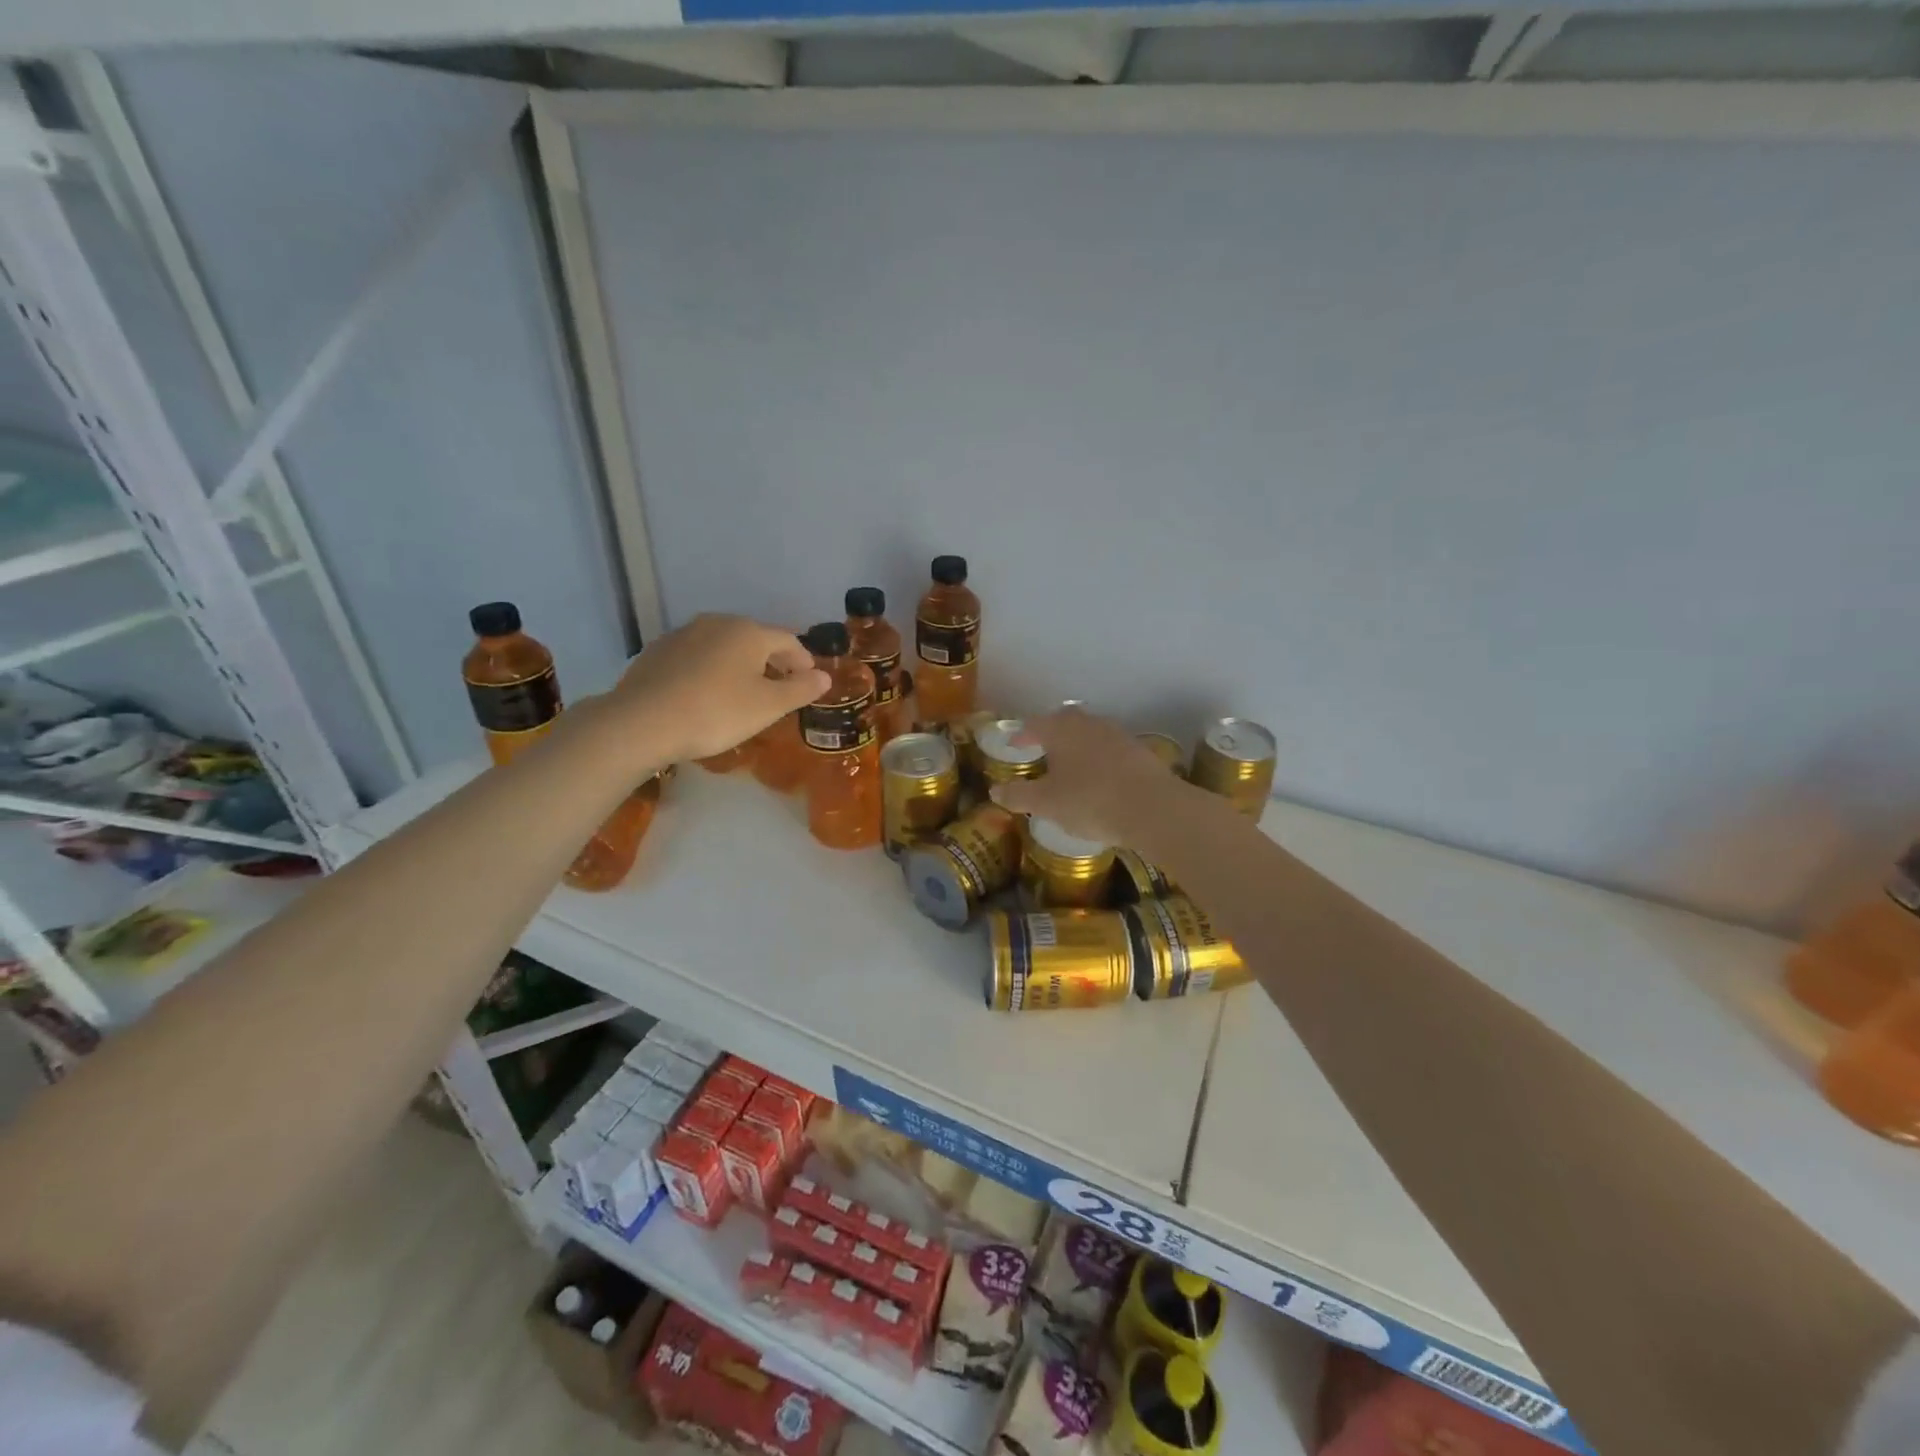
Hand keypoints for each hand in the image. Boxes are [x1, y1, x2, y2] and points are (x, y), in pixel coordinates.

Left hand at [602, 614, 827, 765]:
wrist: (642, 722)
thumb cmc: (716, 712)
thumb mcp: (768, 707)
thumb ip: (800, 689)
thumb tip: (824, 676)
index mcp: (748, 632)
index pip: (788, 640)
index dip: (804, 660)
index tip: (810, 681)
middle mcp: (717, 623)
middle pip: (755, 638)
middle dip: (772, 660)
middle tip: (780, 687)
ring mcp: (683, 634)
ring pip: (724, 645)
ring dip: (740, 664)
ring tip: (744, 691)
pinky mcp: (657, 651)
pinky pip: (697, 656)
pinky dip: (711, 669)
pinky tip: (707, 693)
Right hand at [988, 709, 1191, 846]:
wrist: (1152, 808)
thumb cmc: (1089, 801)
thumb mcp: (1047, 803)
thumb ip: (1019, 795)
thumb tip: (995, 791)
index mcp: (1061, 730)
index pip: (1035, 725)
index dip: (1022, 734)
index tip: (1014, 744)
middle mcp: (1089, 724)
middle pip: (1066, 721)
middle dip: (1052, 732)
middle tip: (1043, 748)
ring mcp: (1118, 735)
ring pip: (1091, 732)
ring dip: (1079, 744)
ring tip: (1071, 764)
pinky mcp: (1140, 751)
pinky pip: (1112, 749)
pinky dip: (1101, 758)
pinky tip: (1100, 777)